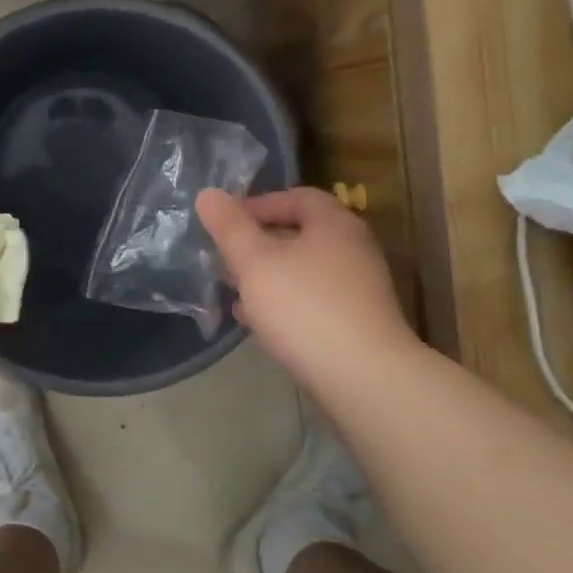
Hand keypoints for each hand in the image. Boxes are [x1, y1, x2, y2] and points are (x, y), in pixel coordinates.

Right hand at [197, 187, 419, 396]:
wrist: (364, 378)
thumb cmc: (305, 308)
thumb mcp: (255, 262)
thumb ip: (230, 227)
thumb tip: (208, 194)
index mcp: (334, 224)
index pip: (296, 197)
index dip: (257, 205)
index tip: (225, 224)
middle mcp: (353, 249)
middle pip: (299, 234)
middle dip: (257, 245)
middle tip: (224, 261)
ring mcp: (359, 288)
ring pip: (303, 270)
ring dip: (268, 277)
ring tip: (234, 294)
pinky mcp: (357, 322)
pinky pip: (313, 300)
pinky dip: (285, 303)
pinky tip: (260, 324)